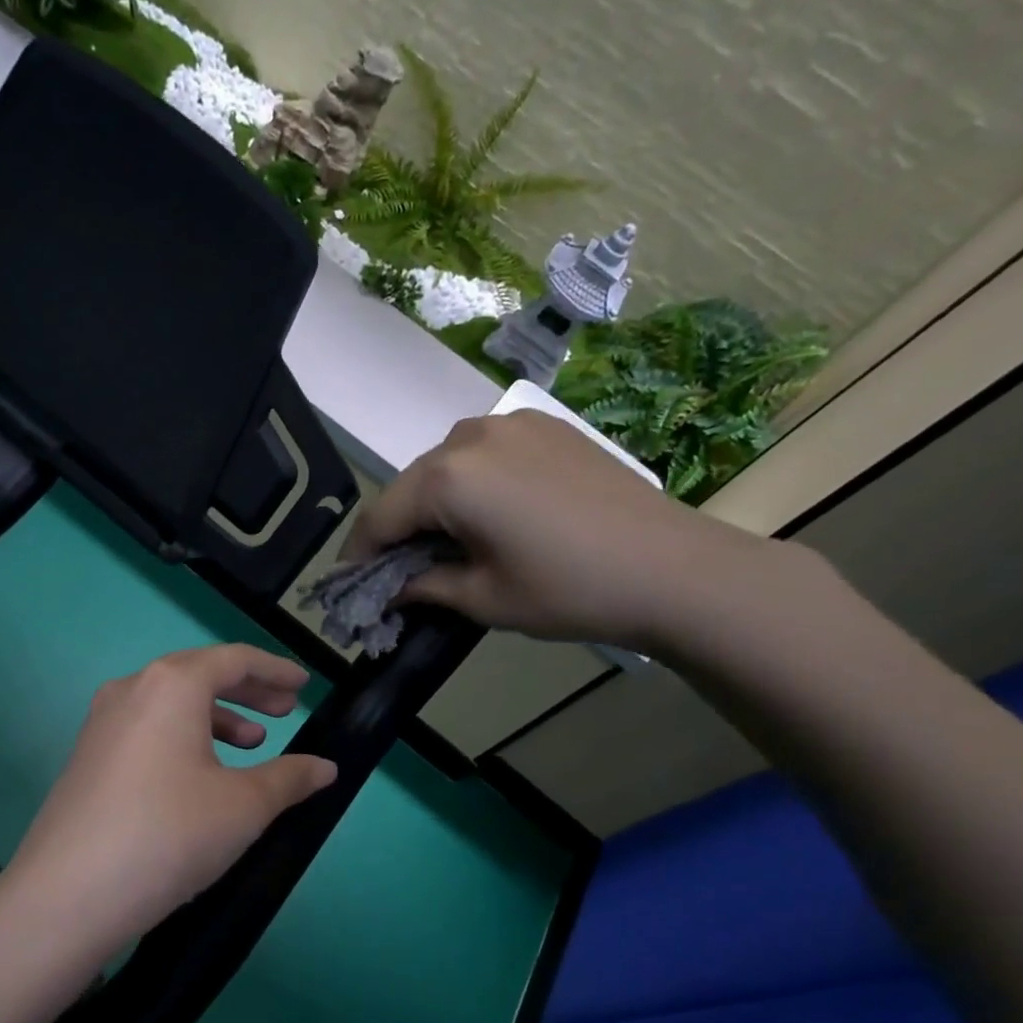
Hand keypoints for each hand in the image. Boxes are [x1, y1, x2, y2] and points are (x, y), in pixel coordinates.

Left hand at [7, 645, 337, 938]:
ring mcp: (102, 722)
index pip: (234, 659)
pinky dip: (183, 737)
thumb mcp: (244, 806)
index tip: (302, 685)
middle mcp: (132, 689)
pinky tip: (202, 774)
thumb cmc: (170, 834)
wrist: (69, 893)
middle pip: (200, 675)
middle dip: (247, 691)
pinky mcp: (87, 756)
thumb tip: (326, 768)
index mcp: (171, 684)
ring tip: (251, 744)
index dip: (274, 670)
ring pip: (171, 703)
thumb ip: (290, 778)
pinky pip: (147, 728)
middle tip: (284, 712)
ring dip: (216, 716)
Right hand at [342, 409, 781, 656]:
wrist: (673, 568)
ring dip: (432, 503)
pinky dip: (469, 484)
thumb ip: (422, 586)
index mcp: (448, 477)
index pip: (381, 517)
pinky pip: (483, 454)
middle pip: (411, 486)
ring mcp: (512, 424)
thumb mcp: (482, 599)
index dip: (359, 554)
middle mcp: (470, 436)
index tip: (349, 583)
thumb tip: (390, 588)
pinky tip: (485, 515)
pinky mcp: (545, 426)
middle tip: (395, 570)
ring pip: (445, 466)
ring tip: (442, 543)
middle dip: (396, 529)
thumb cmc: (568, 590)